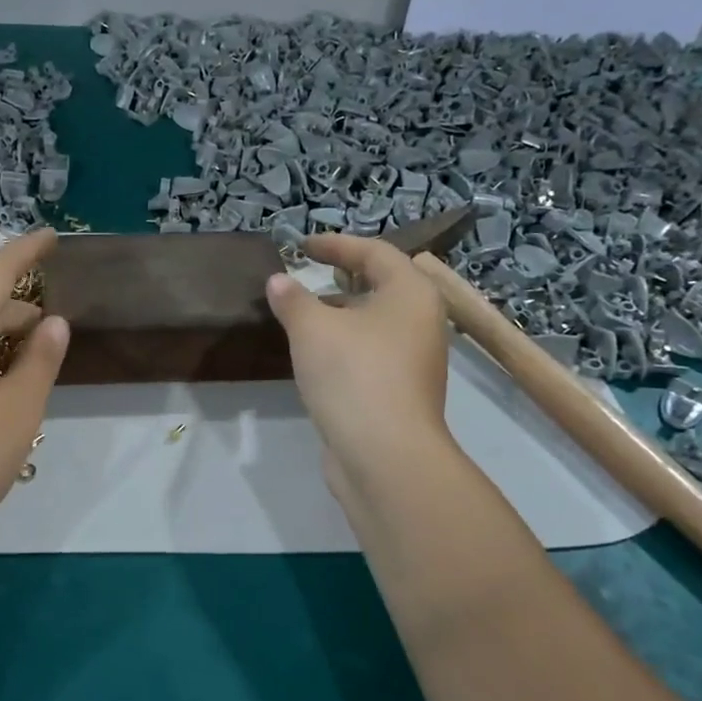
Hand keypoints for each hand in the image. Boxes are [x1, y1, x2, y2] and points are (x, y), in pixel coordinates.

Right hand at [267, 233, 455, 503]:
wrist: (384, 455)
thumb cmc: (353, 374)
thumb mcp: (312, 328)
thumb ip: (293, 299)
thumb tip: (279, 281)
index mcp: (411, 293)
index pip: (374, 252)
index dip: (336, 244)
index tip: (301, 246)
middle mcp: (421, 322)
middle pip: (381, 286)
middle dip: (342, 278)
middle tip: (309, 274)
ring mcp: (415, 360)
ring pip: (375, 322)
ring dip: (341, 313)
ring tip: (304, 314)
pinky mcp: (401, 392)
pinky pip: (371, 352)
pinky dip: (345, 343)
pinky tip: (315, 355)